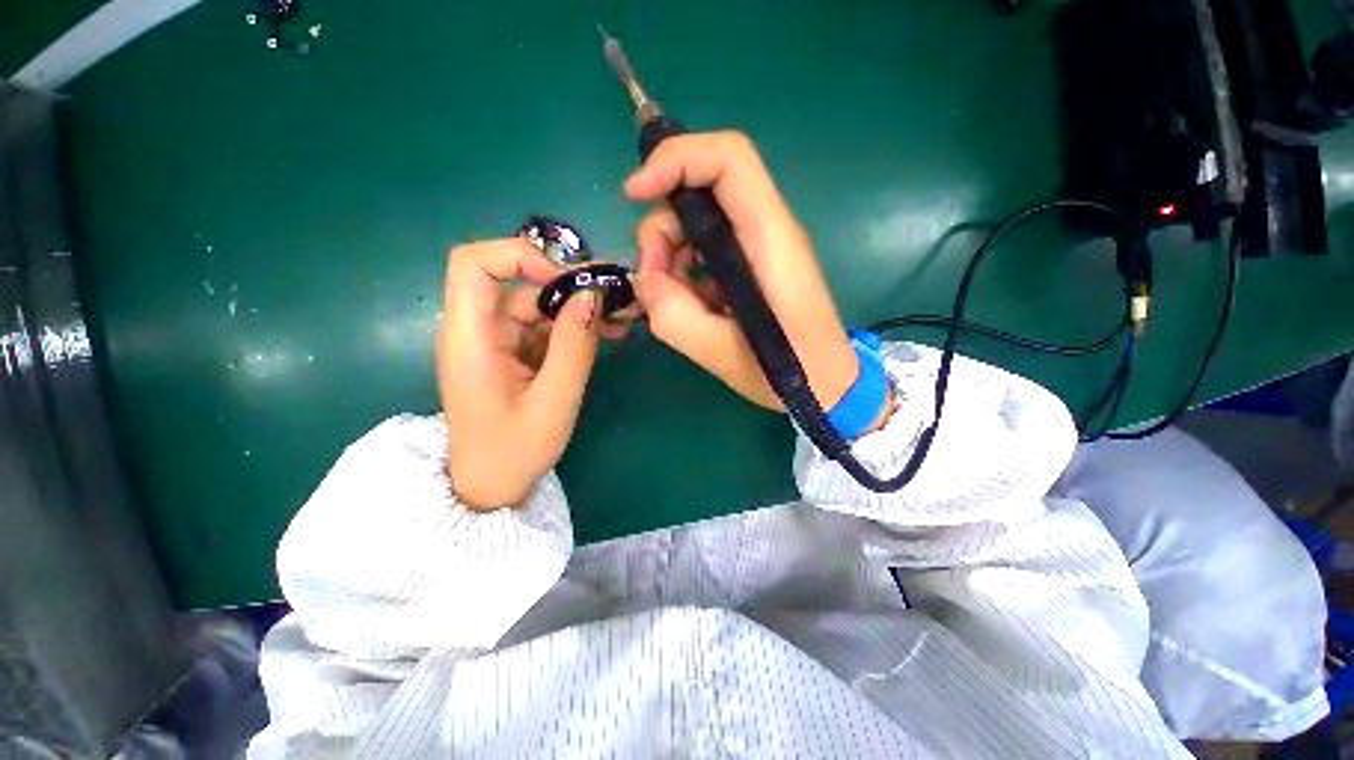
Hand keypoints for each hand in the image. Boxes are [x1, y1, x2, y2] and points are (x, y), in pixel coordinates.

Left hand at [438, 238, 623, 510]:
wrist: (491, 487)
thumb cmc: (514, 451)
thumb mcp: (554, 401)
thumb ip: (574, 347)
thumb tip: (592, 296)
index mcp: (471, 338)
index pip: (475, 265)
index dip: (520, 256)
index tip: (568, 280)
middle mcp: (479, 330)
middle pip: (520, 284)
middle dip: (570, 285)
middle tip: (617, 295)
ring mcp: (497, 342)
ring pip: (538, 306)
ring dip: (579, 308)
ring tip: (622, 316)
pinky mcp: (513, 353)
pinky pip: (544, 328)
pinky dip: (574, 327)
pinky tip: (607, 333)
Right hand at [627, 132, 859, 412]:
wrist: (827, 385)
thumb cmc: (789, 373)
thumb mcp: (722, 354)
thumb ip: (674, 317)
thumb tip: (644, 280)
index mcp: (770, 241)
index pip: (729, 159)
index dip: (677, 159)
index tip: (634, 194)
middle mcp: (767, 231)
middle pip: (702, 191)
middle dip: (662, 229)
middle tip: (650, 280)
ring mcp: (758, 247)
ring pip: (698, 222)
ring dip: (668, 254)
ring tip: (668, 301)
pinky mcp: (750, 265)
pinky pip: (704, 249)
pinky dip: (682, 270)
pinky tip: (685, 304)